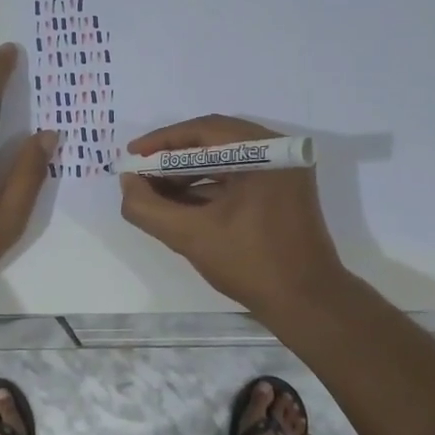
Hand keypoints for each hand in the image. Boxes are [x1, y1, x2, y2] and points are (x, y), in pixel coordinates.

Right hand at [119, 116, 344, 314]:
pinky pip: (239, 176)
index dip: (162, 141)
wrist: (306, 303)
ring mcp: (285, 172)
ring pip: (226, 159)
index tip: (131, 153)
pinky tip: (181, 203)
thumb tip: (128, 182)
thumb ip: (149, 208)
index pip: (205, 131)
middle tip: (141, 172)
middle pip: (215, 141)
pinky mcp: (283, 191)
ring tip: (155, 190)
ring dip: (189, 173)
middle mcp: (280, 152)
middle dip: (174, 157)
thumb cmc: (251, 265)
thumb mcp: (190, 236)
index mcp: (266, 153)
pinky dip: (209, 186)